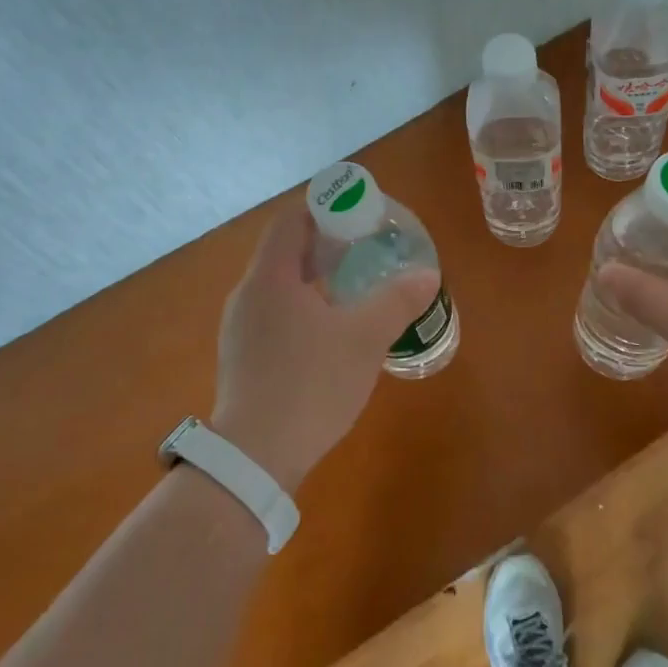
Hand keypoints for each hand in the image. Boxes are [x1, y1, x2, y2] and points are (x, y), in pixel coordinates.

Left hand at [209, 199, 439, 489]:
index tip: (359, 216)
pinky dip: (303, 307)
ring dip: (316, 278)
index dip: (325, 208)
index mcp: (271, 277)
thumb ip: (397, 301)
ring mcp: (239, 328)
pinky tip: (330, 332)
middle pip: (286, 251)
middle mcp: (248, 294)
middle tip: (366, 250)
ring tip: (355, 289)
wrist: (254, 458)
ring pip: (280, 285)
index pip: (291, 219)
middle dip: (326, 244)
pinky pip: (274, 314)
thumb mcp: (365, 339)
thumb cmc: (311, 383)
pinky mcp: (242, 358)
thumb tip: (428, 276)